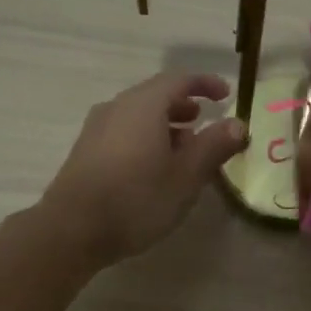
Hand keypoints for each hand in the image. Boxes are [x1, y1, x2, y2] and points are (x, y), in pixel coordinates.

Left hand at [39, 70, 249, 265]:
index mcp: (144, 105)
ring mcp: (97, 129)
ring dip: (165, 124)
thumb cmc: (137, 199)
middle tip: (205, 120)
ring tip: (184, 147)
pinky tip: (154, 166)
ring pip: (138, 115)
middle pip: (155, 95)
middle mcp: (117, 107)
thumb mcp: (186, 176)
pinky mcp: (86, 151)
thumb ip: (213, 146)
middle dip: (184, 105)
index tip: (226, 95)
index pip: (179, 80)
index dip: (205, 84)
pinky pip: (124, 132)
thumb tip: (238, 123)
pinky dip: (146, 137)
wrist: (72, 230)